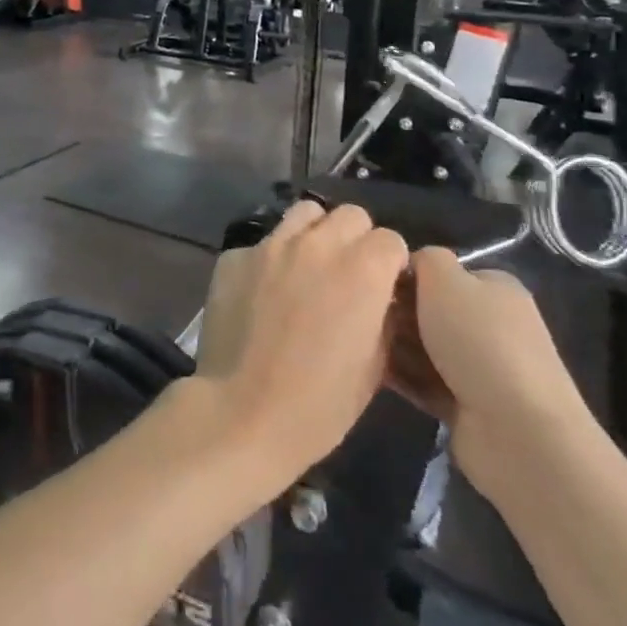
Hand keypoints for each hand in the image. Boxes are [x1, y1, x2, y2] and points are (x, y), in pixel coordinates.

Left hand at [190, 200, 409, 496]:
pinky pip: (263, 242)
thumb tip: (380, 299)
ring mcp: (271, 244)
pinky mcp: (235, 254)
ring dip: (315, 234)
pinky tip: (264, 290)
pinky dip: (271, 258)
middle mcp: (317, 245)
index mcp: (361, 271)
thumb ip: (381, 318)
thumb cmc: (318, 405)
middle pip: (349, 216)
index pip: (390, 239)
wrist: (242, 411)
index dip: (390, 263)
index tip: (384, 286)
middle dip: (356, 239)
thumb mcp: (372, 368)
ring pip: (304, 213)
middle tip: (348, 273)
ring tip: (308, 267)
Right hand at [387, 247, 594, 500]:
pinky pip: (424, 382)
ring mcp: (482, 369)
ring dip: (394, 344)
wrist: (517, 434)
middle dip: (397, 311)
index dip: (407, 274)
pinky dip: (401, 376)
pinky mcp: (468, 407)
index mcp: (496, 290)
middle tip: (364, 313)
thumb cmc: (478, 341)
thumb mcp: (445, 278)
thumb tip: (410, 265)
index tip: (375, 281)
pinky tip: (370, 368)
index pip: (443, 272)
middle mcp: (492, 326)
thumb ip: (424, 258)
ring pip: (424, 347)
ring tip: (360, 340)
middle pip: (431, 310)